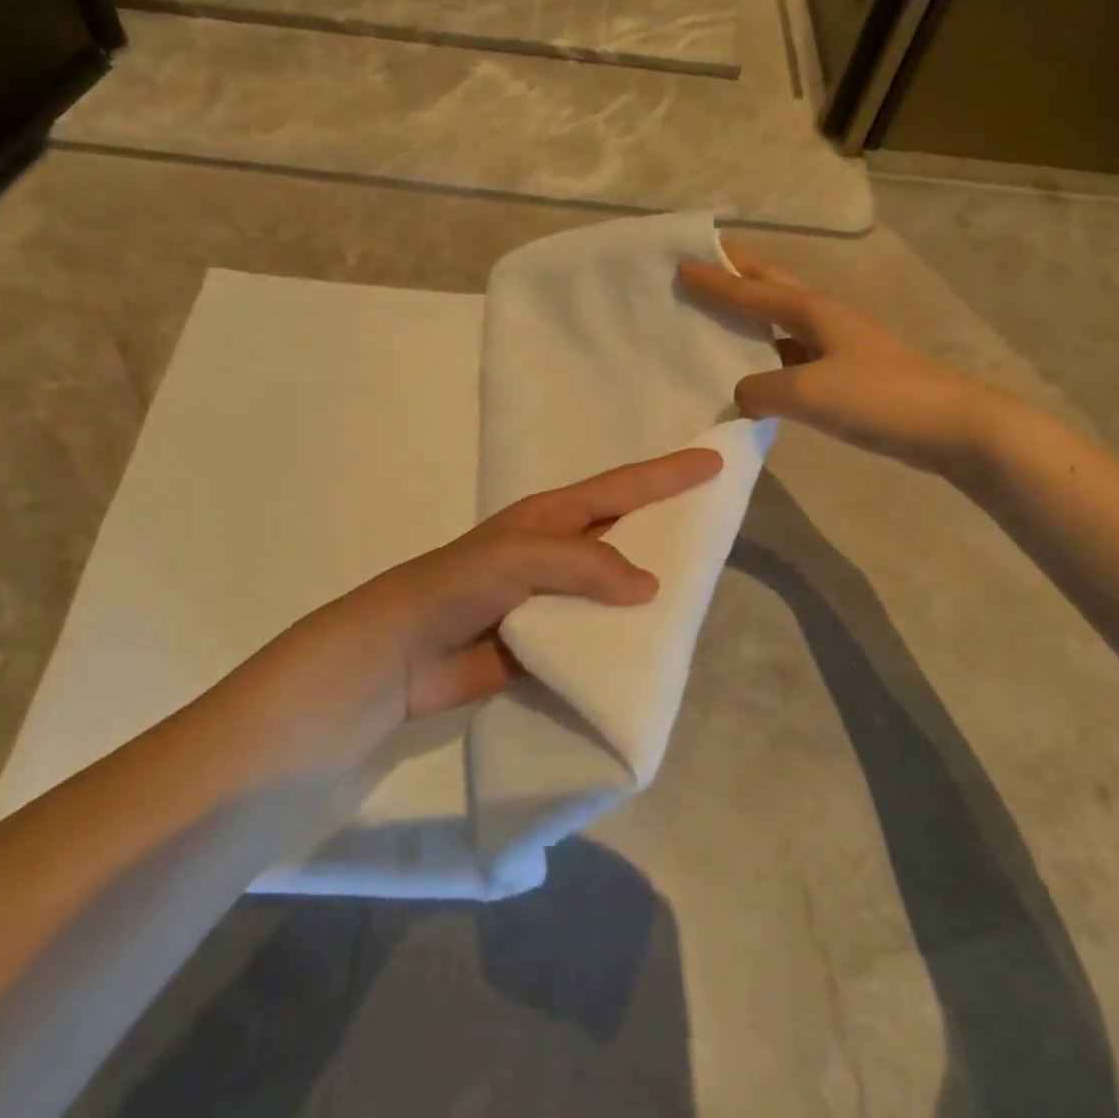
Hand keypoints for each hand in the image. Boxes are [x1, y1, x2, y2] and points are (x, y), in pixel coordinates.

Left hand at [282, 447, 724, 734]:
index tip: (715, 463)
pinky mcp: (547, 642)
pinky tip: (657, 649)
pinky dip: (625, 640)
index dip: (667, 475)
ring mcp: (552, 599)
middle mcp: (556, 553)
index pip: (620, 488)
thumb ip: (584, 564)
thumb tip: (651, 585)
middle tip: (720, 530)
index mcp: (550, 518)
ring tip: (702, 595)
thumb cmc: (455, 587)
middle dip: (668, 529)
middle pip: (624, 534)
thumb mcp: (519, 558)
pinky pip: (597, 636)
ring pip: (615, 589)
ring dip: (651, 592)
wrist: (398, 655)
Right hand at [678, 244, 1011, 477]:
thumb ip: (761, 390)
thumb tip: (743, 394)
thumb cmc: (878, 398)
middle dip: (740, 272)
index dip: (715, 280)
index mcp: (814, 311)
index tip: (681, 263)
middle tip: (708, 260)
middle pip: (774, 286)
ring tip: (724, 313)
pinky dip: (771, 353)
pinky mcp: (851, 373)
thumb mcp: (806, 394)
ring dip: (755, 312)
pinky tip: (760, 371)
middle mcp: (827, 318)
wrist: (953, 426)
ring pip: (785, 320)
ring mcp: (842, 345)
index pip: (751, 292)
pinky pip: (796, 354)